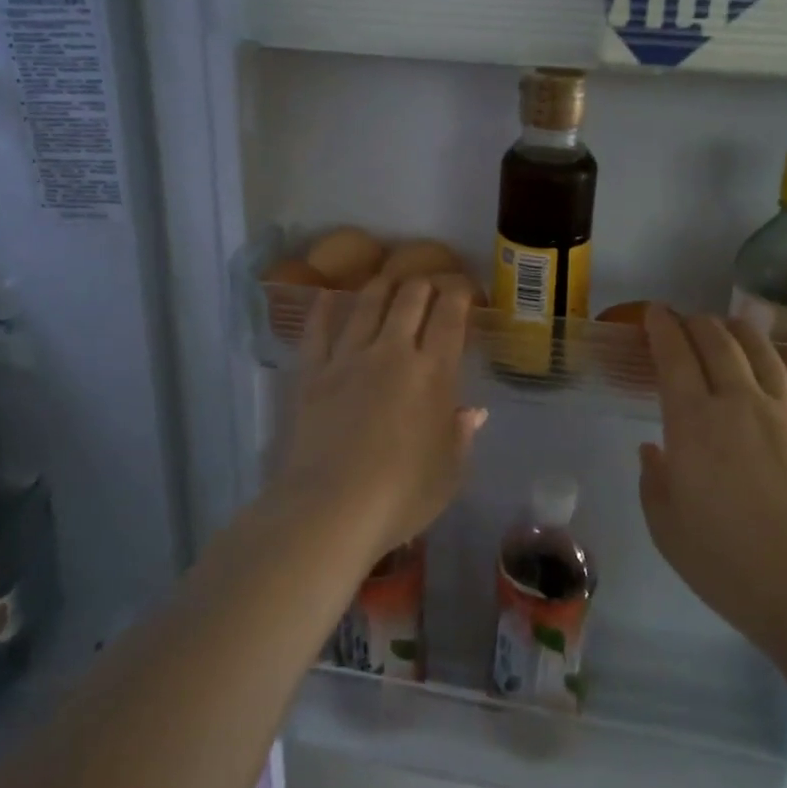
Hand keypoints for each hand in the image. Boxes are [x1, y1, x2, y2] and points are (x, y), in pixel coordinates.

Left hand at [276, 275, 486, 563]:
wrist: (332, 508)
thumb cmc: (402, 495)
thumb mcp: (449, 473)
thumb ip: (461, 436)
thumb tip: (473, 412)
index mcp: (434, 373)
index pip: (450, 316)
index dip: (458, 294)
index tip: (463, 289)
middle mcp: (393, 352)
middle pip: (409, 299)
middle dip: (423, 283)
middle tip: (429, 284)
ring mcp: (349, 358)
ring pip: (367, 305)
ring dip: (381, 286)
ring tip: (389, 279)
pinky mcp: (313, 373)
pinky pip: (317, 332)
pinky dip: (322, 310)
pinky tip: (325, 296)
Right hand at [637, 308, 786, 652]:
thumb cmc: (727, 564)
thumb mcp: (667, 529)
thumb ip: (654, 481)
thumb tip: (654, 449)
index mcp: (693, 423)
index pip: (674, 356)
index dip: (661, 327)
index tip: (654, 313)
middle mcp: (739, 403)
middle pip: (717, 343)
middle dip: (697, 323)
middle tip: (686, 321)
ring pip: (762, 351)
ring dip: (741, 330)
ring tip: (730, 323)